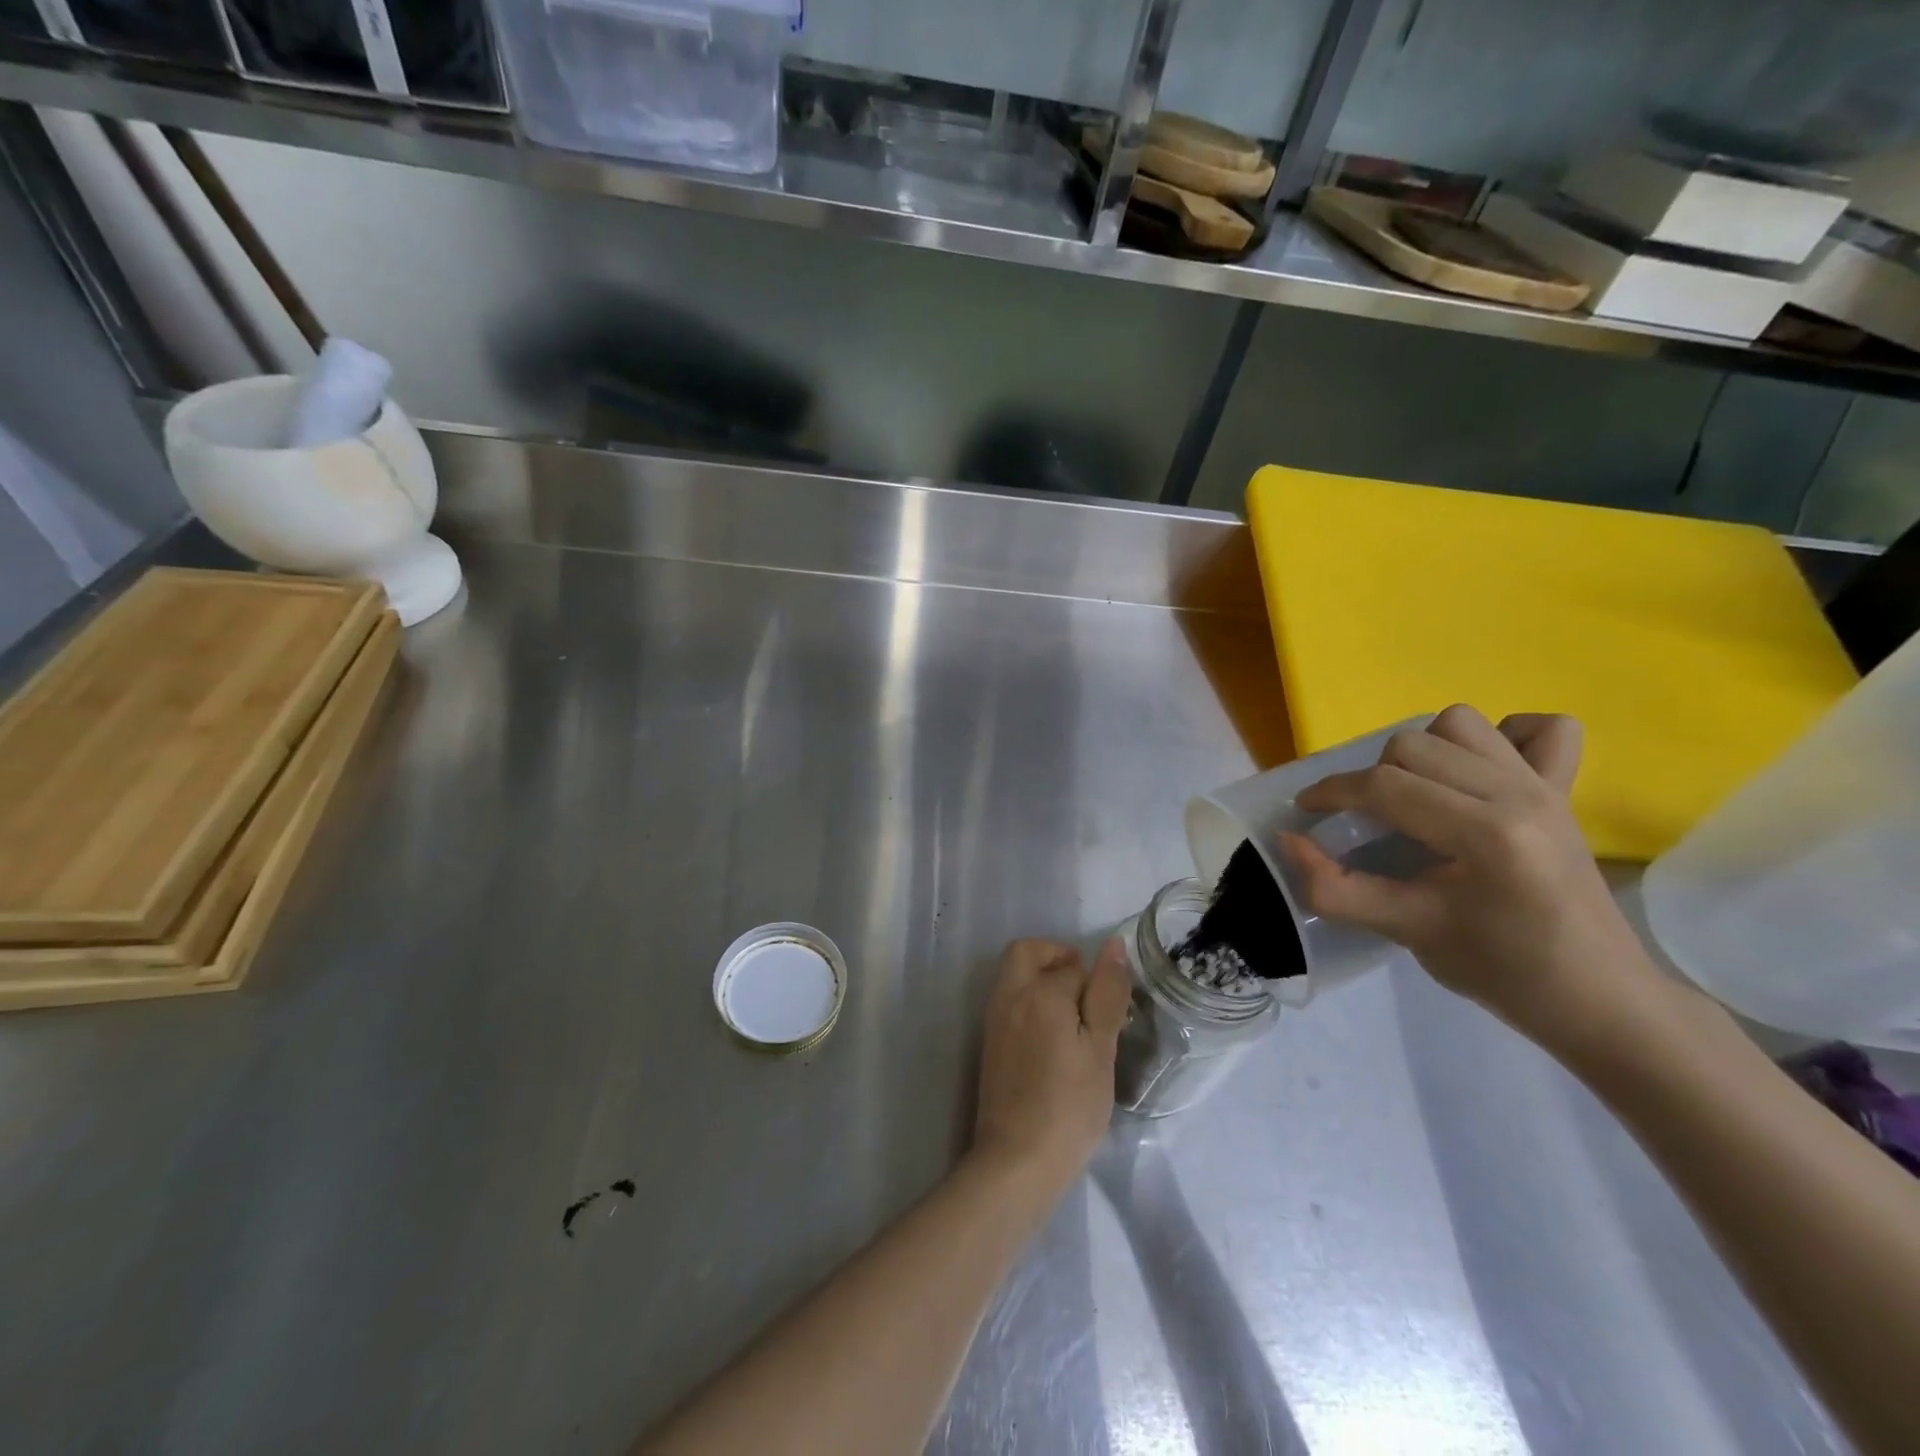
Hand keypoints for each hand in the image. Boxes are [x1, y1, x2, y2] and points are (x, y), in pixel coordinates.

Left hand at [971, 939, 1130, 1195]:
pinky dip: (1030, 1004)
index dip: (1096, 982)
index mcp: (1039, 992)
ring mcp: (994, 1021)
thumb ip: (1106, 993)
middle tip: (1086, 993)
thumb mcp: (1101, 1049)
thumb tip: (1113, 945)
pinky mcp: (990, 1045)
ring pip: (1014, 976)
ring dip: (1042, 981)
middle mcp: (1009, 996)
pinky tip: (1053, 1042)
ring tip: (1075, 1022)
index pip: (1072, 965)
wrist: (1017, 1160)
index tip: (1112, 1013)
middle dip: (1056, 958)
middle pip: (1026, 952)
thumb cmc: (1069, 1106)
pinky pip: (1009, 1003)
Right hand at [1281, 705, 1659, 1046]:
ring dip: (1423, 752)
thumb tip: (1288, 842)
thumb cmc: (1502, 971)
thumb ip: (1336, 889)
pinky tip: (1479, 775)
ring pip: (1460, 725)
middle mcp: (1519, 793)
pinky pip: (1541, 730)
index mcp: (1487, 833)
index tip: (1305, 812)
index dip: (1331, 793)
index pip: (1386, 786)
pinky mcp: (1564, 790)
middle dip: (1371, 777)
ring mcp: (1547, 786)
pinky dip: (1502, 738)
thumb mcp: (1406, 931)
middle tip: (1363, 821)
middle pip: (1414, 746)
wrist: (1598, 998)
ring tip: (1414, 796)